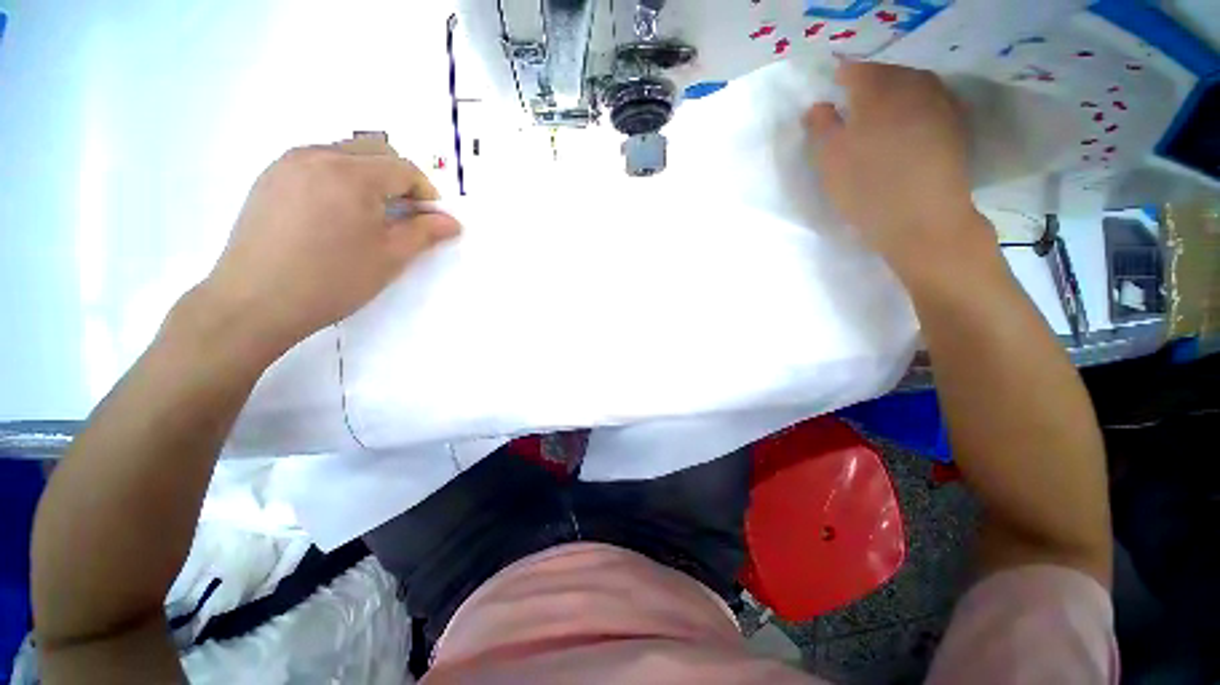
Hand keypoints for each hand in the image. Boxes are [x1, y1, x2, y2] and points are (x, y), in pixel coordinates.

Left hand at [199, 137, 459, 358]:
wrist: (255, 302)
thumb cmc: (333, 280)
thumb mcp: (390, 257)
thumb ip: (425, 233)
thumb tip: (453, 222)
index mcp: (351, 174)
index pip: (403, 168)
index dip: (426, 192)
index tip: (431, 219)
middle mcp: (318, 155)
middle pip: (375, 150)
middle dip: (399, 178)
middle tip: (405, 214)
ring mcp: (288, 163)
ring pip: (345, 153)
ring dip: (369, 176)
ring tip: (371, 215)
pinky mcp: (269, 177)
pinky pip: (317, 163)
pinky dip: (340, 178)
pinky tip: (337, 213)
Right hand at [804, 62, 991, 280]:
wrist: (923, 220)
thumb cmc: (867, 189)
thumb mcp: (830, 161)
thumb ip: (821, 127)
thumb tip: (818, 105)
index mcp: (877, 90)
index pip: (855, 69)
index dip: (840, 79)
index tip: (832, 95)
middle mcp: (913, 85)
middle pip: (887, 71)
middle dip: (869, 83)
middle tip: (853, 106)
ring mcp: (939, 101)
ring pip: (912, 83)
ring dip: (893, 93)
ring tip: (880, 115)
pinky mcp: (955, 123)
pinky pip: (930, 100)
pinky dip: (914, 106)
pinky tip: (906, 127)